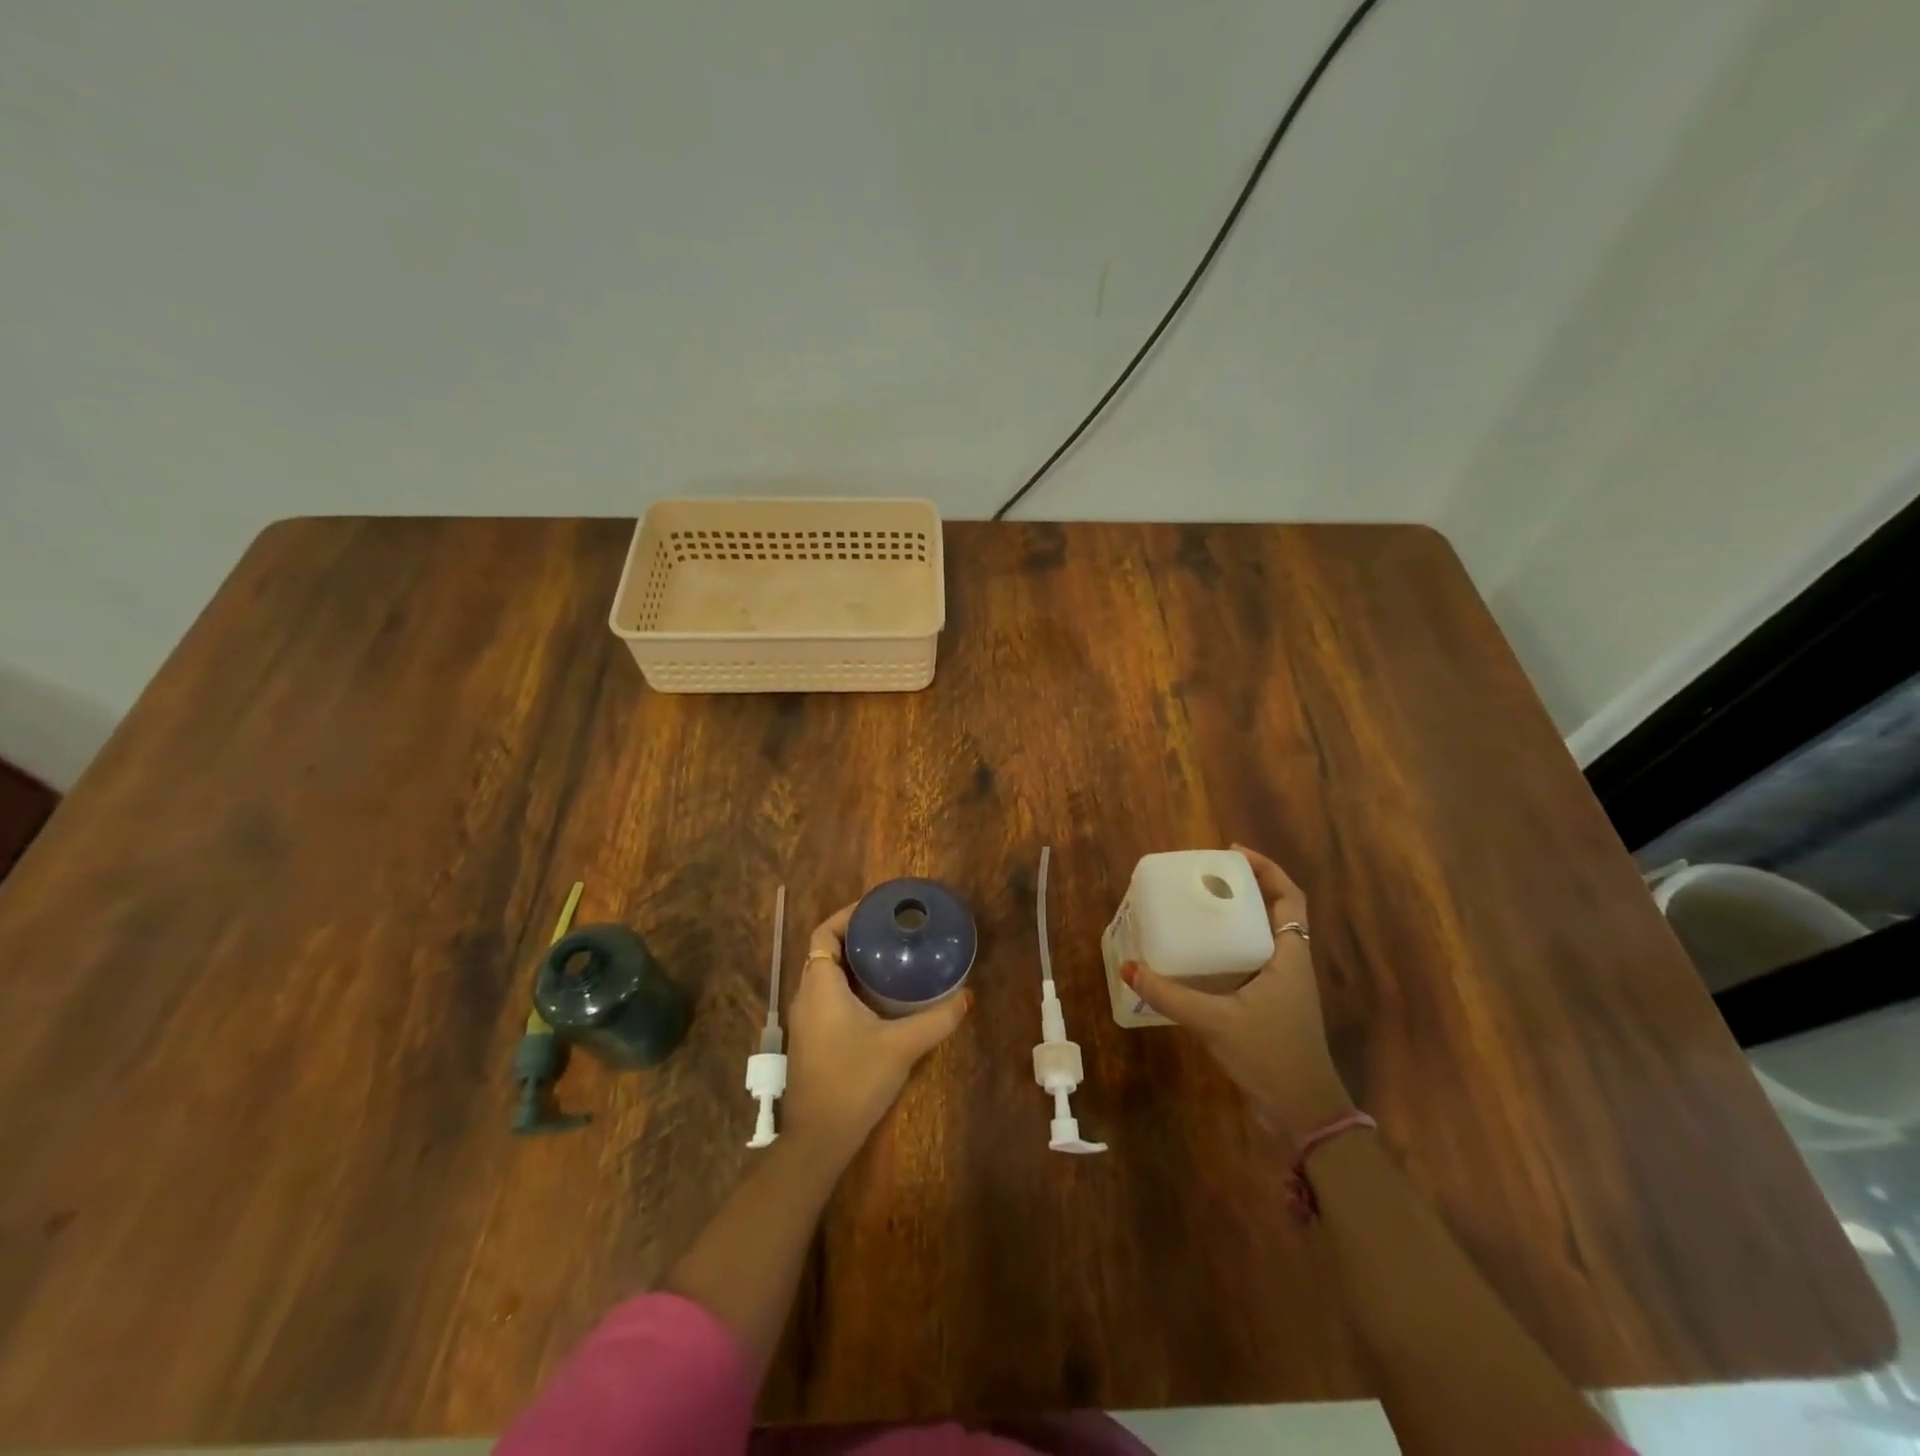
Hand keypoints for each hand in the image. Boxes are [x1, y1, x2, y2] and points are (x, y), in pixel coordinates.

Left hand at [781, 901, 971, 1165]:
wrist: (819, 1138)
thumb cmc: (854, 1080)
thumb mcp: (902, 1045)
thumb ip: (937, 1019)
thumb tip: (967, 995)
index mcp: (820, 986)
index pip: (824, 933)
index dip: (846, 915)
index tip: (877, 909)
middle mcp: (807, 996)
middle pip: (825, 951)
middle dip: (854, 936)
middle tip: (891, 931)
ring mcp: (806, 1020)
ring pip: (825, 976)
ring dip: (851, 963)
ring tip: (889, 957)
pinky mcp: (811, 1040)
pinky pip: (827, 997)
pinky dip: (848, 986)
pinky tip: (879, 998)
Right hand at [1122, 845, 1352, 1144]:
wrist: (1305, 1113)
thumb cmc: (1270, 1056)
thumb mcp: (1215, 1021)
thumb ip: (1170, 995)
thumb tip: (1128, 968)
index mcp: (1290, 957)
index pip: (1289, 897)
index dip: (1266, 869)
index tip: (1230, 854)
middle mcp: (1291, 964)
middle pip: (1277, 911)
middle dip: (1246, 888)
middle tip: (1206, 879)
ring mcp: (1284, 987)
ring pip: (1265, 937)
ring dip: (1240, 918)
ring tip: (1200, 908)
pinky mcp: (1273, 1006)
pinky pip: (1253, 962)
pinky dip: (1232, 949)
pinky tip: (1201, 957)